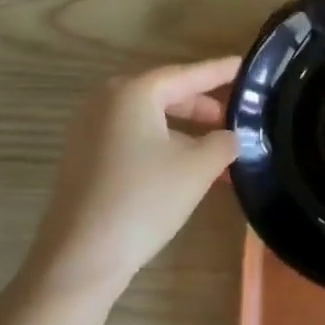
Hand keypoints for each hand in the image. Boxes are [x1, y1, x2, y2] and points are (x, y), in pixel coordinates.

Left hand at [26, 58, 240, 297]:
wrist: (78, 260)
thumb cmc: (142, 201)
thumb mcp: (196, 169)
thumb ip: (223, 143)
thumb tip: (233, 136)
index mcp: (133, 92)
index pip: (187, 74)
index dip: (220, 71)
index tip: (246, 65)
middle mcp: (107, 101)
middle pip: (166, 94)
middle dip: (204, 108)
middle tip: (236, 118)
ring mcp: (91, 130)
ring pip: (151, 120)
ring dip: (186, 134)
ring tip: (219, 153)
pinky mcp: (85, 158)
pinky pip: (133, 139)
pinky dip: (163, 146)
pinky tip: (187, 170)